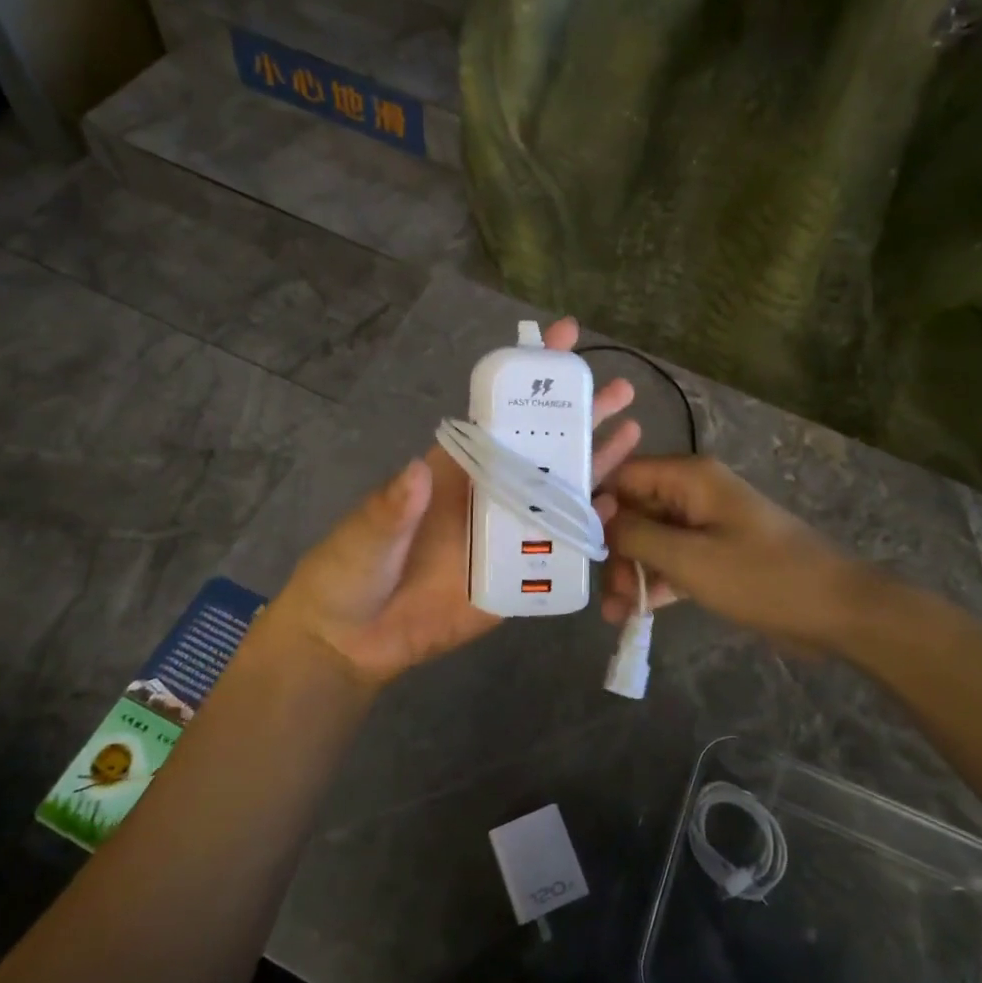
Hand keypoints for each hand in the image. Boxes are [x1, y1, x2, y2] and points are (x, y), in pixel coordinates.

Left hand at [263, 318, 641, 691]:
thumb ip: (392, 507)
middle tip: (619, 389)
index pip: (497, 417)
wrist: (353, 641)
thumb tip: (417, 471)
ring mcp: (505, 535)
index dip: (527, 381)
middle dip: (577, 417)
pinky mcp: (515, 578)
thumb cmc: (350, 572)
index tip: (560, 341)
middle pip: (541, 450)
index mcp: (453, 471)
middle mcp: (486, 495)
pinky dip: (586, 530)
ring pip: (558, 494)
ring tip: (631, 434)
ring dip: (594, 465)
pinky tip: (614, 508)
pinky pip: (556, 551)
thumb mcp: (365, 533)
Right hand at [598, 455, 885, 653]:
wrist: (835, 611)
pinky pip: (673, 561)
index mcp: (689, 478)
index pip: (624, 475)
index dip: (596, 505)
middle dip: (615, 550)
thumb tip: (597, 517)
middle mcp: (694, 493)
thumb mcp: (690, 558)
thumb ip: (637, 535)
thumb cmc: (761, 577)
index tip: (575, 542)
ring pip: (651, 540)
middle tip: (606, 592)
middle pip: (635, 510)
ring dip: (632, 573)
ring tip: (616, 613)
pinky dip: (655, 584)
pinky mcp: (716, 555)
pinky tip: (634, 615)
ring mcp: (706, 525)